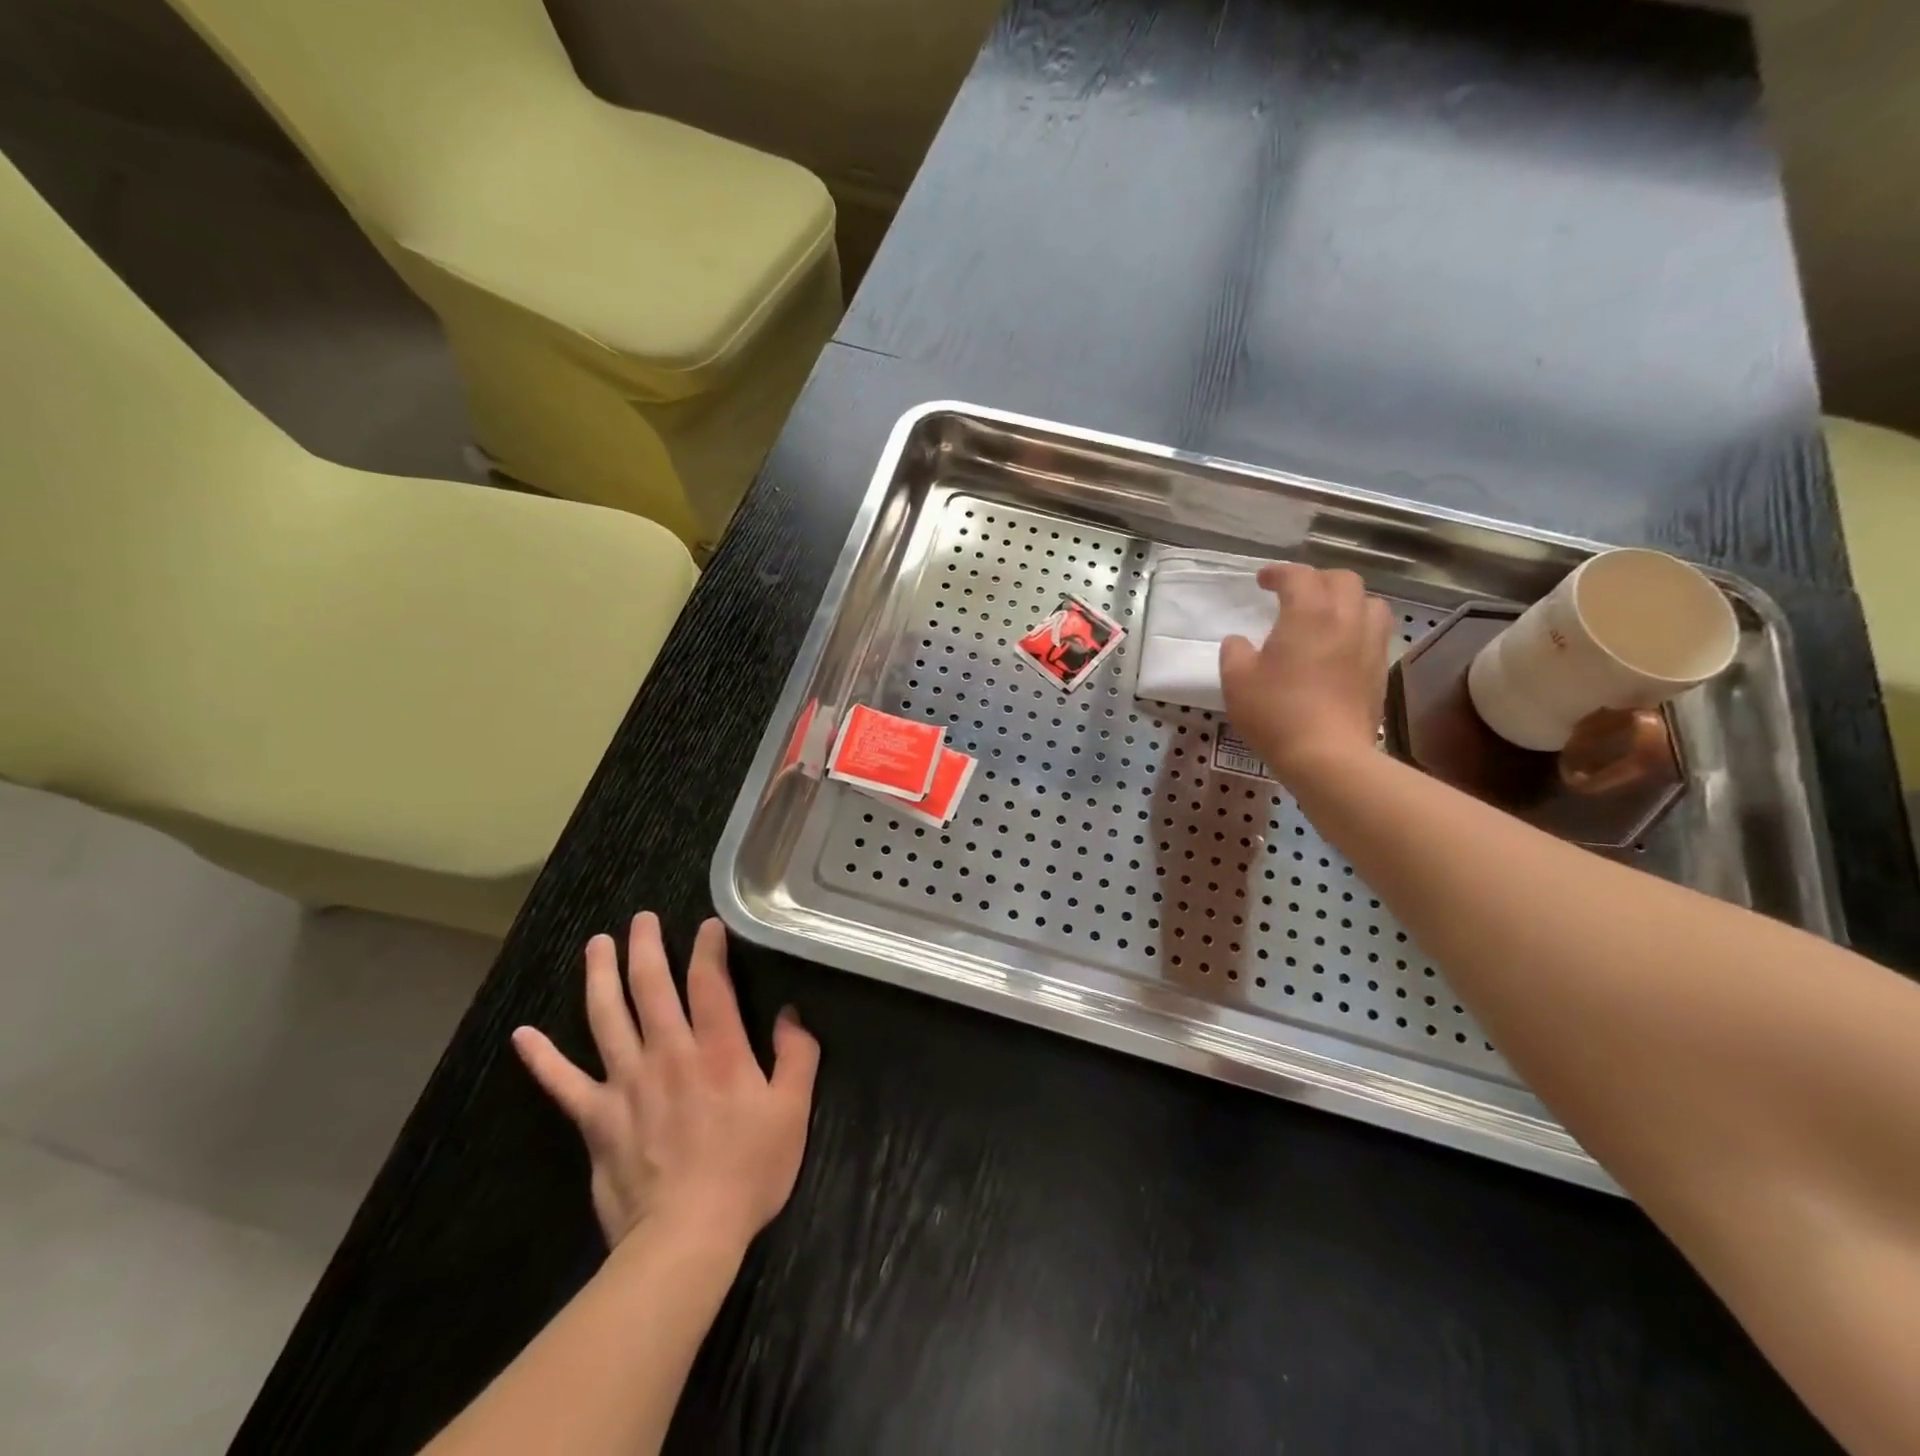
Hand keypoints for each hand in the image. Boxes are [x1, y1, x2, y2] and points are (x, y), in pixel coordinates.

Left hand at [511, 914, 819, 1253]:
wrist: (686, 1237)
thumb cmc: (747, 1171)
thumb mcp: (792, 1111)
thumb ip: (797, 1056)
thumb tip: (790, 1015)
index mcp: (718, 1050)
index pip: (710, 982)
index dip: (708, 948)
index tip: (707, 925)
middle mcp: (669, 1053)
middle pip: (651, 987)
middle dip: (646, 947)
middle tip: (640, 919)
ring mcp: (626, 1083)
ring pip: (607, 1017)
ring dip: (599, 977)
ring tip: (595, 945)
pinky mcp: (596, 1119)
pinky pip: (563, 1083)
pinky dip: (541, 1058)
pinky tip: (523, 1035)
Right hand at [1219, 563, 1391, 786]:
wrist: (1327, 755)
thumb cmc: (1276, 712)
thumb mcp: (1236, 681)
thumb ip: (1234, 652)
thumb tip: (1239, 641)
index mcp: (1308, 613)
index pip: (1298, 576)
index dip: (1278, 573)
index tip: (1262, 581)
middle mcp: (1346, 619)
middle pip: (1342, 580)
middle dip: (1317, 580)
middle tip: (1294, 595)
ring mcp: (1370, 644)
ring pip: (1369, 603)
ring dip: (1346, 601)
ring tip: (1326, 616)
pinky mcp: (1380, 670)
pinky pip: (1375, 633)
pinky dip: (1357, 628)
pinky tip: (1340, 647)